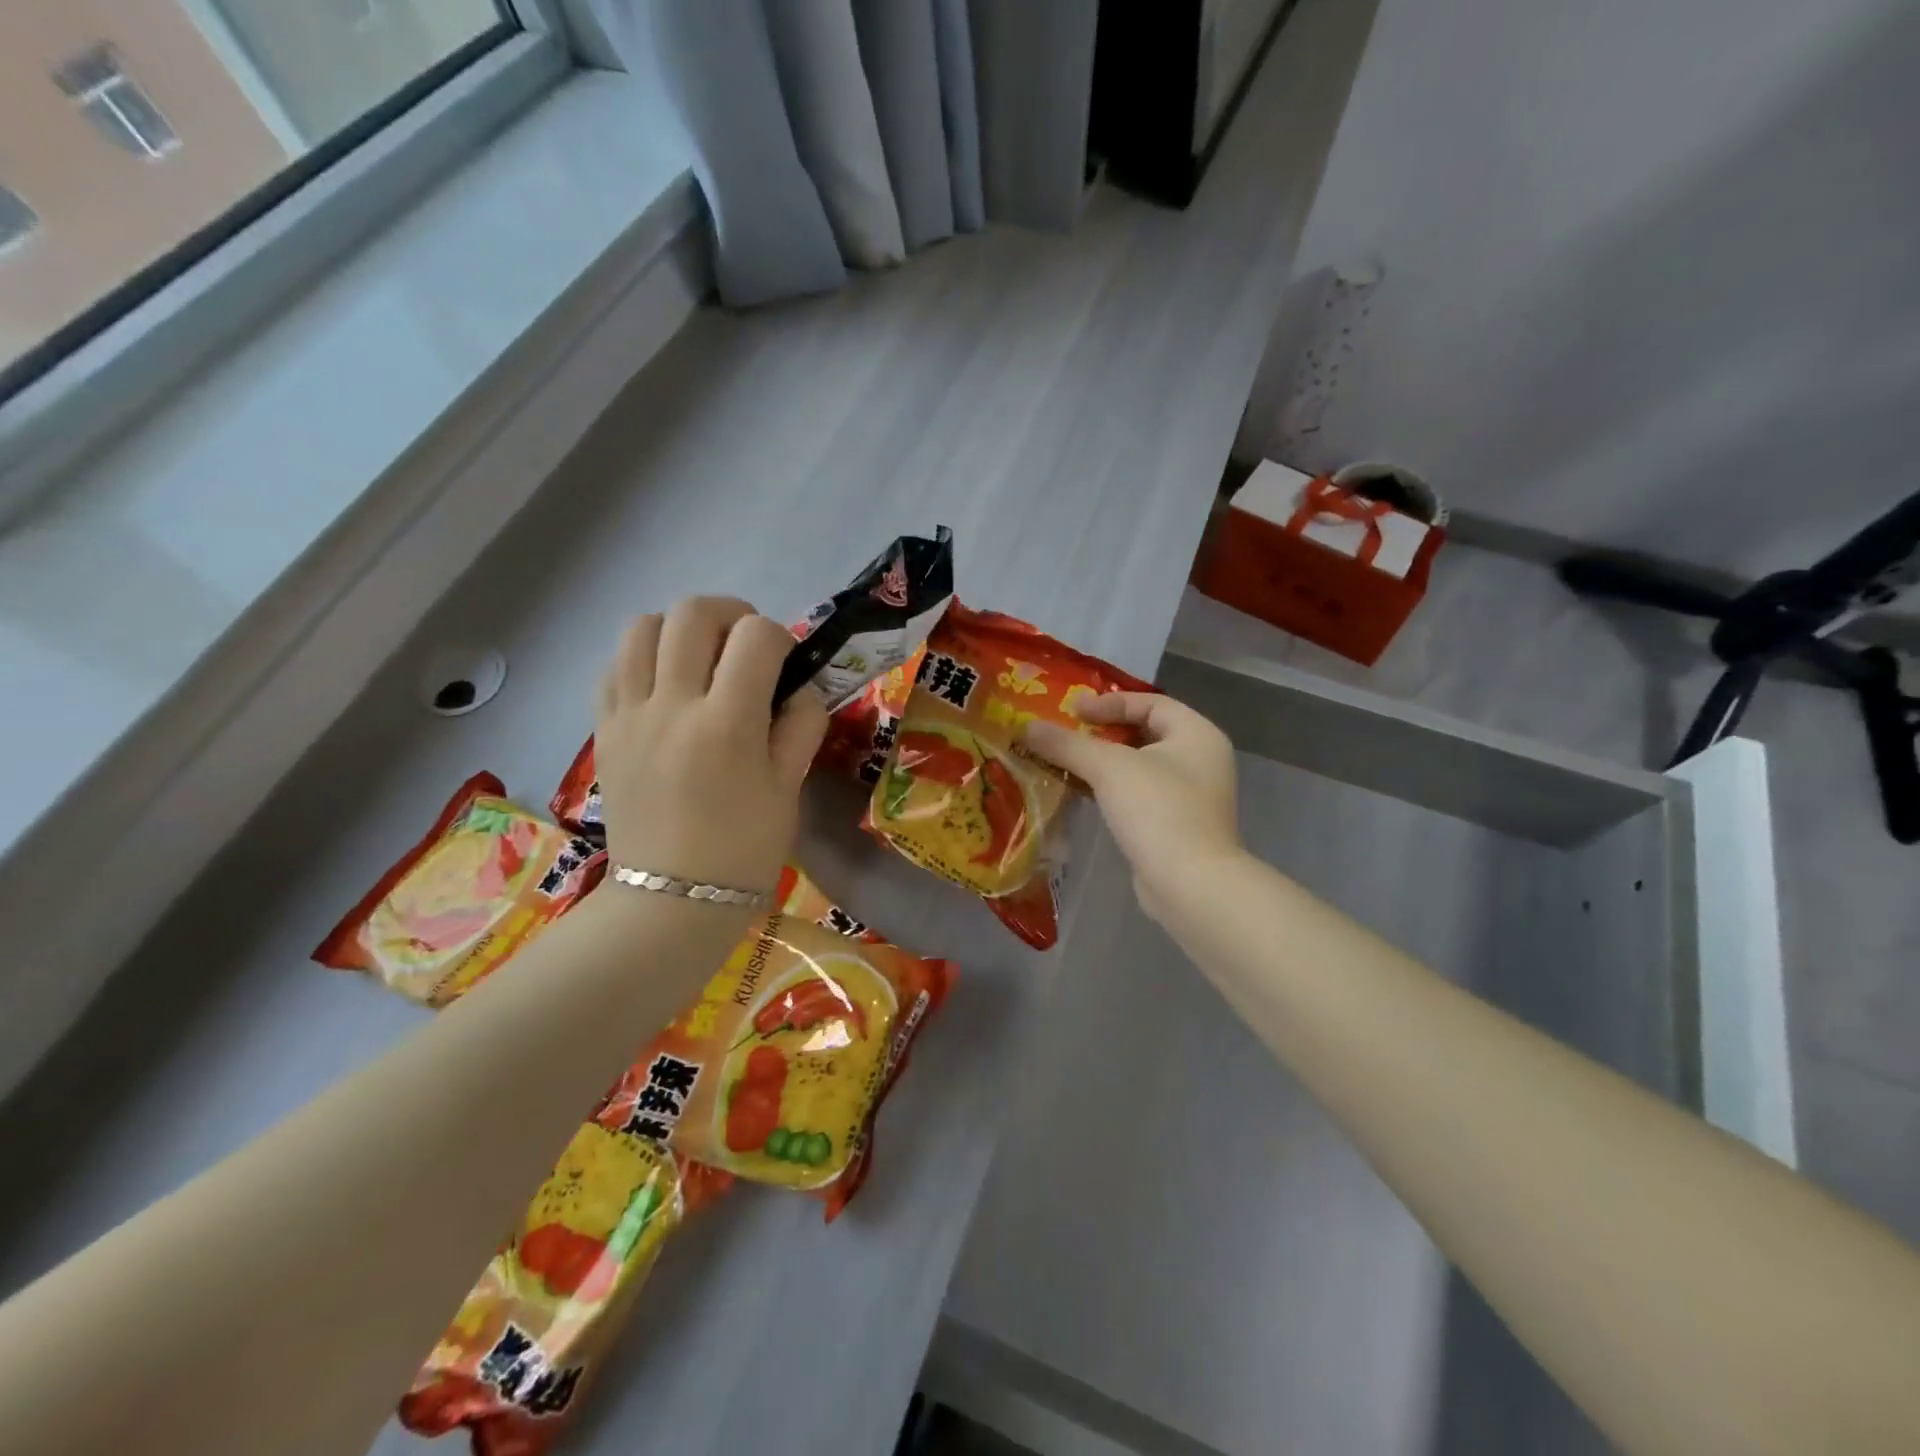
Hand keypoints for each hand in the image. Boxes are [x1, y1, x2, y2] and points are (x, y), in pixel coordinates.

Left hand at [594, 597, 827, 897]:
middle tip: (745, 645)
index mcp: (728, 724)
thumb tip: (798, 688)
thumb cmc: (744, 849)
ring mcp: (629, 715)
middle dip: (731, 614)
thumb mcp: (790, 787)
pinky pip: (614, 664)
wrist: (670, 900)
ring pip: (641, 626)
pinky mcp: (603, 729)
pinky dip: (642, 657)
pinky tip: (663, 684)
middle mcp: (672, 706)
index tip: (785, 662)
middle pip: (693, 613)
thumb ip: (801, 725)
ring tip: (699, 658)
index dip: (780, 637)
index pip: (756, 637)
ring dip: (679, 628)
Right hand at [1022, 693, 1242, 918]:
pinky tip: (1082, 793)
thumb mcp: (1108, 768)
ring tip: (1065, 762)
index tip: (1073, 712)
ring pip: (1140, 766)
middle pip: (1144, 733)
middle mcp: (1200, 759)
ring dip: (1103, 763)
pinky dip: (1111, 789)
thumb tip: (1026, 726)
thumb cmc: (1157, 810)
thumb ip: (1067, 744)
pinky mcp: (1177, 825)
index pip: (1151, 702)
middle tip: (1066, 735)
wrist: (1190, 884)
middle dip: (1102, 733)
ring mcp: (1191, 795)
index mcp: (1197, 734)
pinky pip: (1140, 795)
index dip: (1110, 702)